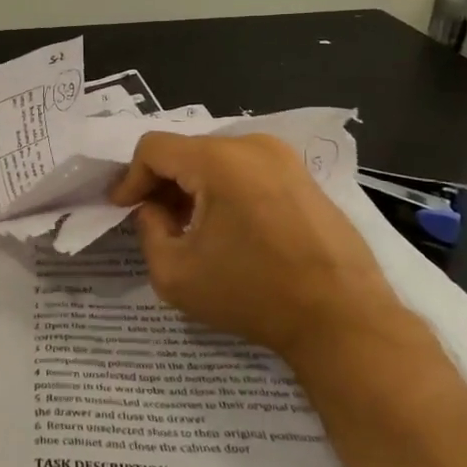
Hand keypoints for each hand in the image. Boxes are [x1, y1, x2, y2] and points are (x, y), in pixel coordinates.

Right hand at [108, 132, 393, 360]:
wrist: (344, 320)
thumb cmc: (254, 295)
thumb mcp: (175, 274)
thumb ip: (148, 231)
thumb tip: (155, 209)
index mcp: (219, 160)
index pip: (154, 148)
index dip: (131, 177)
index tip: (122, 209)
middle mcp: (253, 145)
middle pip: (187, 150)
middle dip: (163, 183)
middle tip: (154, 221)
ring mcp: (285, 159)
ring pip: (218, 159)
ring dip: (195, 187)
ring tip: (190, 228)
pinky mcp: (305, 178)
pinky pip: (249, 171)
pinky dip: (226, 190)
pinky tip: (230, 230)